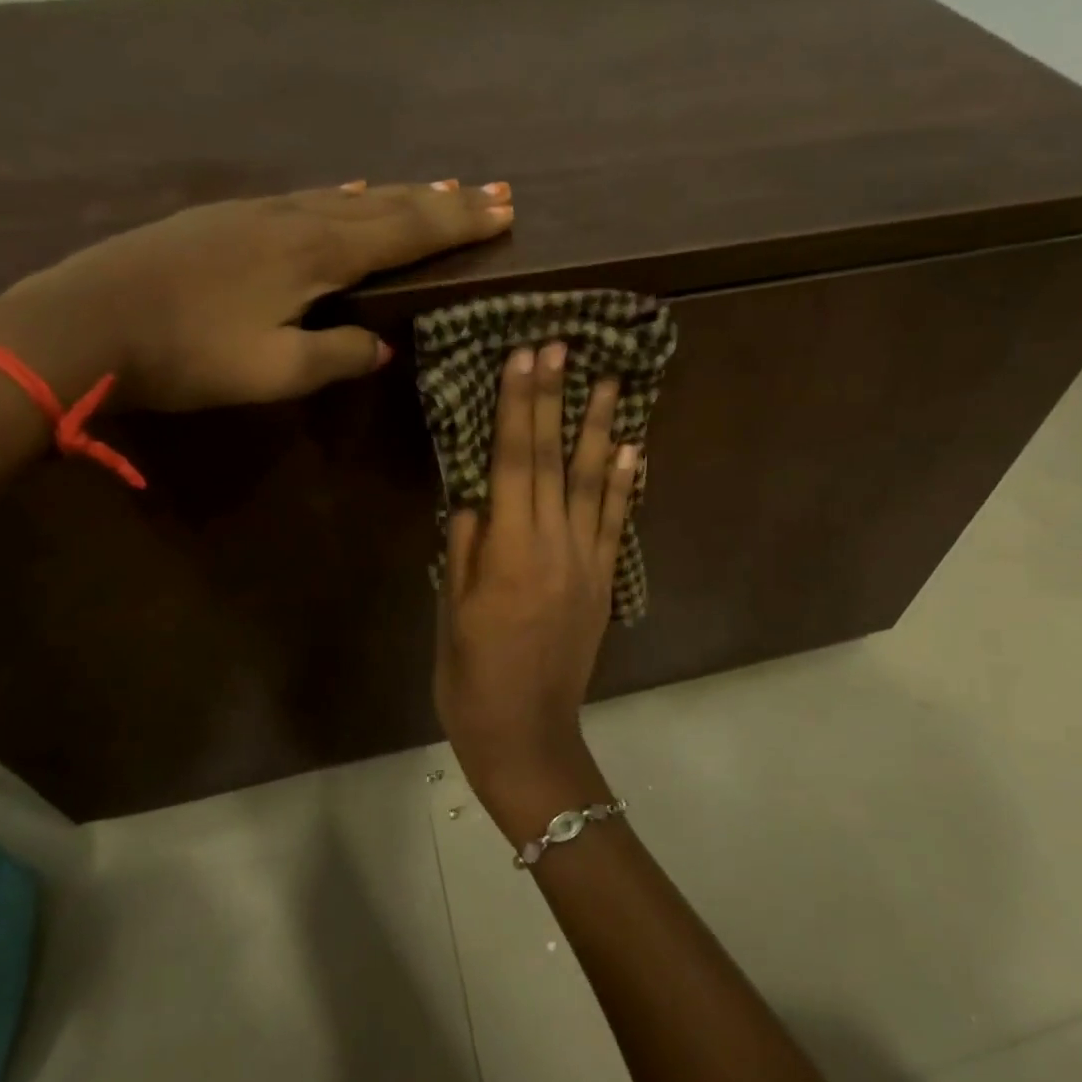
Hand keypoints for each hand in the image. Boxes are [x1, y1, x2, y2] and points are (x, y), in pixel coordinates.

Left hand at [0, 180, 512, 410]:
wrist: (83, 322)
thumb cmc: (188, 354)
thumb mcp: (275, 371)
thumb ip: (337, 355)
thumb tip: (378, 345)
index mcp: (315, 253)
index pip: (406, 232)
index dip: (458, 223)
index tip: (505, 211)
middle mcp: (294, 218)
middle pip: (385, 204)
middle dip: (442, 201)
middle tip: (492, 191)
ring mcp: (256, 212)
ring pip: (347, 197)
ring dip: (399, 195)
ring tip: (436, 190)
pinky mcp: (226, 219)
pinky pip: (309, 199)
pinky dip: (347, 197)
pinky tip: (350, 193)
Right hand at [434, 341, 639, 835]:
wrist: (527, 734)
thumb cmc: (471, 677)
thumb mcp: (450, 611)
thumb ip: (464, 547)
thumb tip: (473, 496)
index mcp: (508, 552)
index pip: (511, 462)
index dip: (516, 406)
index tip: (523, 357)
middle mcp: (553, 547)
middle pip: (551, 460)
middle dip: (554, 399)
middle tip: (561, 346)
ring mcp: (586, 563)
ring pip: (592, 483)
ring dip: (599, 429)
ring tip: (610, 382)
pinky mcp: (604, 582)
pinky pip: (614, 524)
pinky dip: (623, 484)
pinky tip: (631, 449)